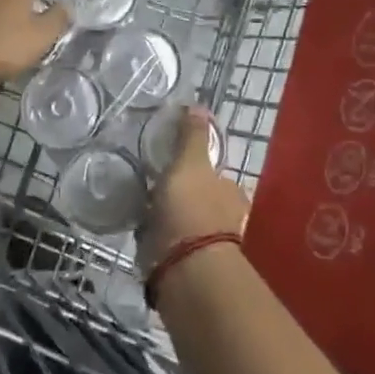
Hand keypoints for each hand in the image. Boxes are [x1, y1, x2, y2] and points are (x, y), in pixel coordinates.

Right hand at [141, 107, 248, 271]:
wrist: (185, 268)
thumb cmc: (192, 208)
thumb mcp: (190, 163)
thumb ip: (192, 137)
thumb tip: (198, 105)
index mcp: (232, 194)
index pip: (217, 178)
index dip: (198, 172)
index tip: (175, 169)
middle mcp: (226, 221)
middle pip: (203, 203)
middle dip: (184, 199)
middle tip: (156, 191)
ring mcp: (207, 247)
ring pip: (187, 226)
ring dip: (171, 222)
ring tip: (144, 214)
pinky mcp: (187, 268)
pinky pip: (171, 248)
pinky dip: (160, 243)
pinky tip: (142, 237)